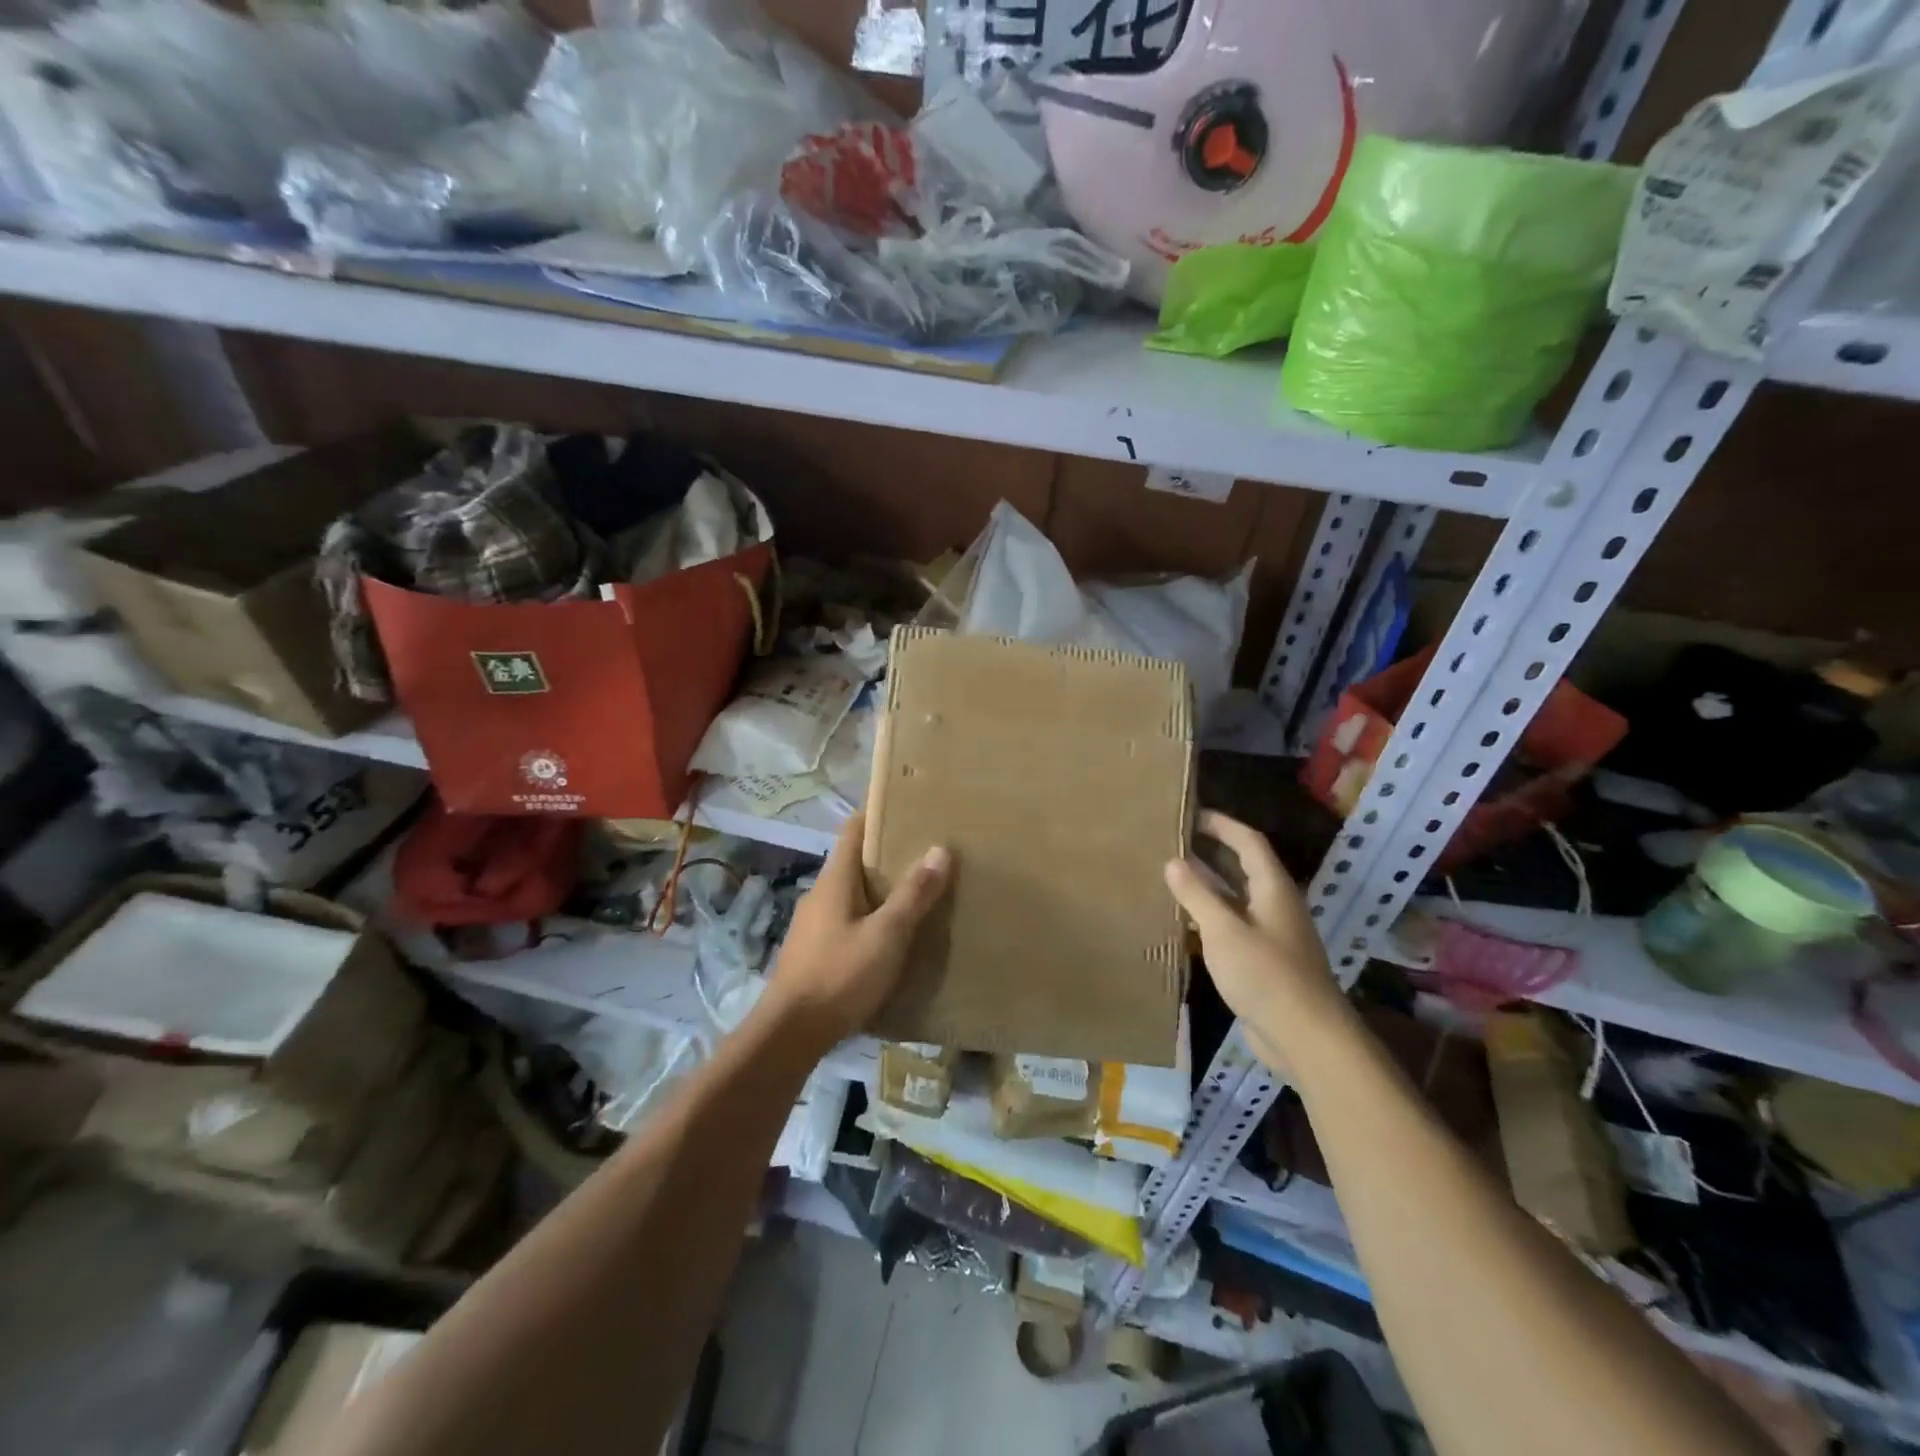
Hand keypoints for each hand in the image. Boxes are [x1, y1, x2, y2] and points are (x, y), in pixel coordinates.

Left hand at [762, 811, 951, 1051]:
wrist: (789, 1034)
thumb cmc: (840, 975)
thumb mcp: (887, 935)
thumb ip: (913, 895)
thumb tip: (940, 849)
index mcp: (834, 880)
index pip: (853, 830)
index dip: (877, 813)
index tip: (907, 805)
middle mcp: (820, 894)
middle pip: (854, 861)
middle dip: (887, 854)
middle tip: (926, 851)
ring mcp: (813, 925)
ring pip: (852, 893)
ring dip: (880, 888)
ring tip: (917, 892)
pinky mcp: (814, 952)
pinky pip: (847, 920)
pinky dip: (870, 916)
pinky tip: (891, 935)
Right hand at [1165, 810, 1352, 1073]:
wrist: (1306, 1037)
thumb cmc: (1266, 975)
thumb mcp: (1223, 930)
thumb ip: (1197, 894)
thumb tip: (1172, 861)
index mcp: (1273, 888)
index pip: (1248, 841)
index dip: (1221, 824)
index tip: (1189, 814)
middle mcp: (1275, 905)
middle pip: (1243, 866)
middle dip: (1211, 851)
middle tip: (1172, 841)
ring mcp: (1271, 934)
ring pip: (1236, 898)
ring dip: (1208, 885)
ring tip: (1170, 876)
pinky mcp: (1264, 961)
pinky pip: (1233, 925)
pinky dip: (1210, 916)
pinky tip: (1184, 923)